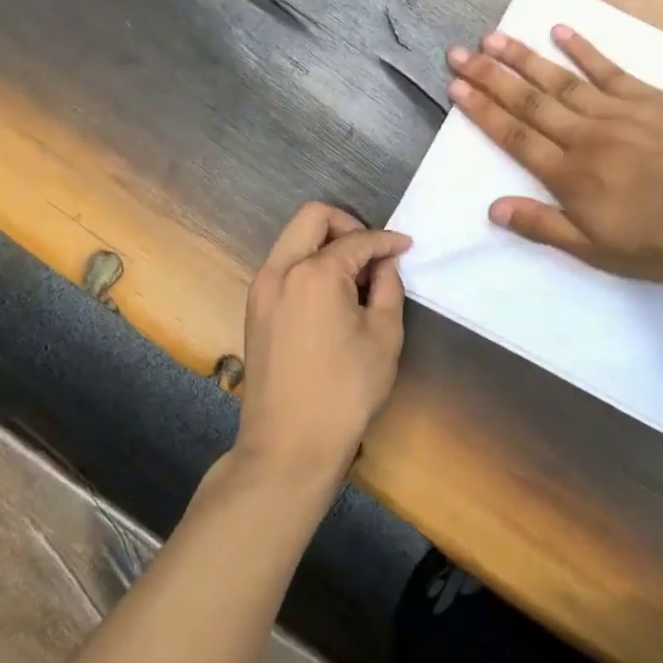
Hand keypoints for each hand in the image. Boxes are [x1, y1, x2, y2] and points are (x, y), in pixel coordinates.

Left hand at [235, 203, 409, 489]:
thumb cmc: (345, 391)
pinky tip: (333, 295)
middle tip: (373, 251)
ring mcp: (261, 290)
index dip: (387, 241)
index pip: (357, 240)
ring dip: (326, 245)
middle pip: (312, 218)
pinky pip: (284, 267)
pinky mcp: (255, 310)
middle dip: (348, 225)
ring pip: (293, 240)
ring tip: (357, 276)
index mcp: (314, 273)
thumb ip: (388, 288)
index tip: (407, 246)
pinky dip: (309, 265)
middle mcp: (280, 271)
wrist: (289, 444)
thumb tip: (385, 264)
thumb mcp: (384, 337)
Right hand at [447, 25, 662, 281]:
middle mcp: (585, 136)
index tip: (457, 86)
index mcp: (569, 174)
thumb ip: (543, 225)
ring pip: (561, 80)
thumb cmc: (659, 243)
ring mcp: (618, 112)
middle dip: (491, 76)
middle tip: (460, 53)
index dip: (483, 110)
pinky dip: (584, 49)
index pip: (515, 136)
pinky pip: (609, 69)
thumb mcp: (595, 250)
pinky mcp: (649, 99)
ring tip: (494, 38)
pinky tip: (560, 31)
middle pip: (529, 101)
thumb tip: (494, 208)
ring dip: (525, 58)